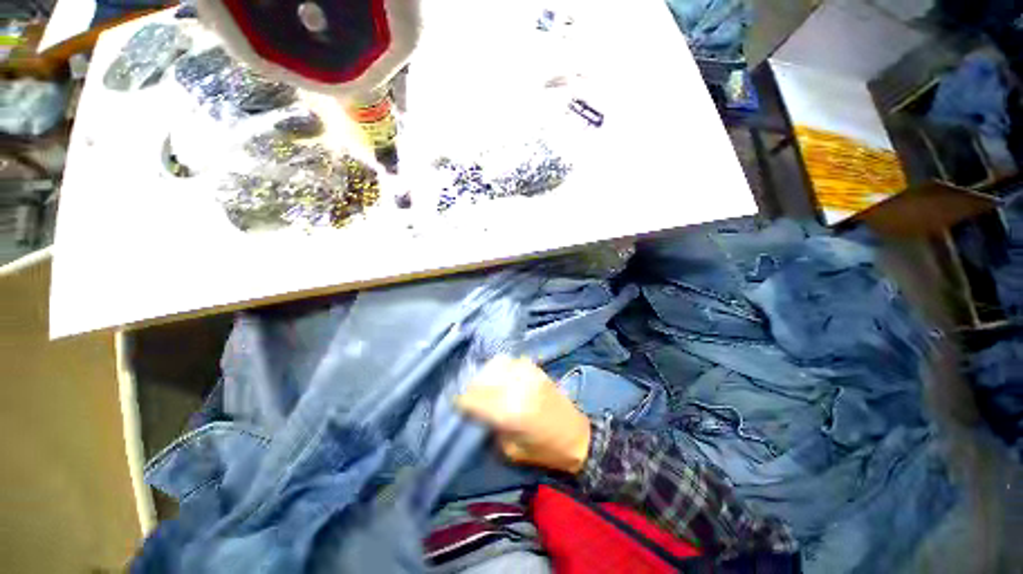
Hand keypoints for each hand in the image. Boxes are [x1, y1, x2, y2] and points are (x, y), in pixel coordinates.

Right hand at [457, 355, 591, 473]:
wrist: (577, 436)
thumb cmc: (543, 450)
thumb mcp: (510, 450)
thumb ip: (491, 426)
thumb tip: (477, 411)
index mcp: (508, 412)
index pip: (473, 398)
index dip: (461, 401)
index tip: (456, 404)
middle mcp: (517, 387)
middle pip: (483, 378)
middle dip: (472, 387)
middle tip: (470, 395)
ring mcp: (528, 374)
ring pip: (497, 364)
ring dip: (486, 374)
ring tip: (485, 384)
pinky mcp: (536, 369)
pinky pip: (512, 361)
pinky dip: (502, 367)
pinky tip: (502, 377)